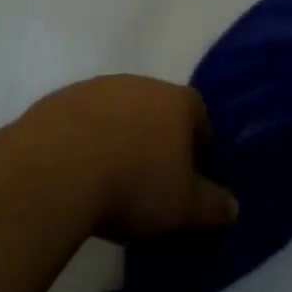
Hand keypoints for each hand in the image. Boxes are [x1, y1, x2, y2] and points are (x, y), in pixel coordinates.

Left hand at [25, 75, 238, 242]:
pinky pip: (85, 118)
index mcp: (178, 102)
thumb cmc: (134, 184)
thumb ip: (211, 206)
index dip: (199, 145)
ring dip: (121, 135)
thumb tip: (234, 206)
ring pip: (121, 110)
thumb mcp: (182, 208)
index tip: (191, 175)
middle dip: (158, 137)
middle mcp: (143, 83)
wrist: (58, 167)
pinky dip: (87, 139)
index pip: (200, 116)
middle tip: (151, 178)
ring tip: (111, 177)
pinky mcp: (65, 98)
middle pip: (159, 108)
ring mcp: (102, 86)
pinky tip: (78, 171)